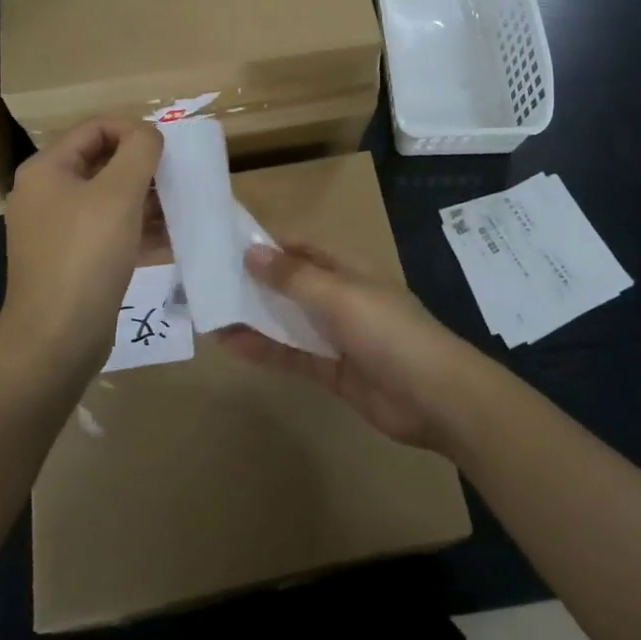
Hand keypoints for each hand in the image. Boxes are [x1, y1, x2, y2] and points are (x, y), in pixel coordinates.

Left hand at [0, 117, 163, 377]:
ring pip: (109, 198)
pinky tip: (171, 238)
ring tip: (181, 207)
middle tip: (179, 178)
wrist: (57, 339)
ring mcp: (56, 230)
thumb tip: (149, 134)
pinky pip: (109, 230)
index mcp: (47, 169)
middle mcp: (46, 194)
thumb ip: (139, 151)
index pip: (96, 127)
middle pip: (103, 162)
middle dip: (144, 167)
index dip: (134, 130)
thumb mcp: (119, 193)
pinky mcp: (71, 260)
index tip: (168, 150)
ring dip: (146, 198)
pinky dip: (138, 228)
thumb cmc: (86, 255)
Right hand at [217, 243, 481, 451]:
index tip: (225, 243)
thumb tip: (252, 250)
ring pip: (287, 320)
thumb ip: (294, 277)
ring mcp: (336, 334)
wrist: (434, 396)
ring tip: (209, 312)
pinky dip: (264, 349)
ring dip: (253, 316)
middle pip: (290, 283)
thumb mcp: (339, 295)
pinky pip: (292, 354)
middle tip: (206, 281)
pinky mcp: (332, 370)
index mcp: (347, 268)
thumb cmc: (388, 330)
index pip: (301, 247)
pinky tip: (230, 346)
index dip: (267, 244)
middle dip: (253, 282)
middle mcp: (339, 296)